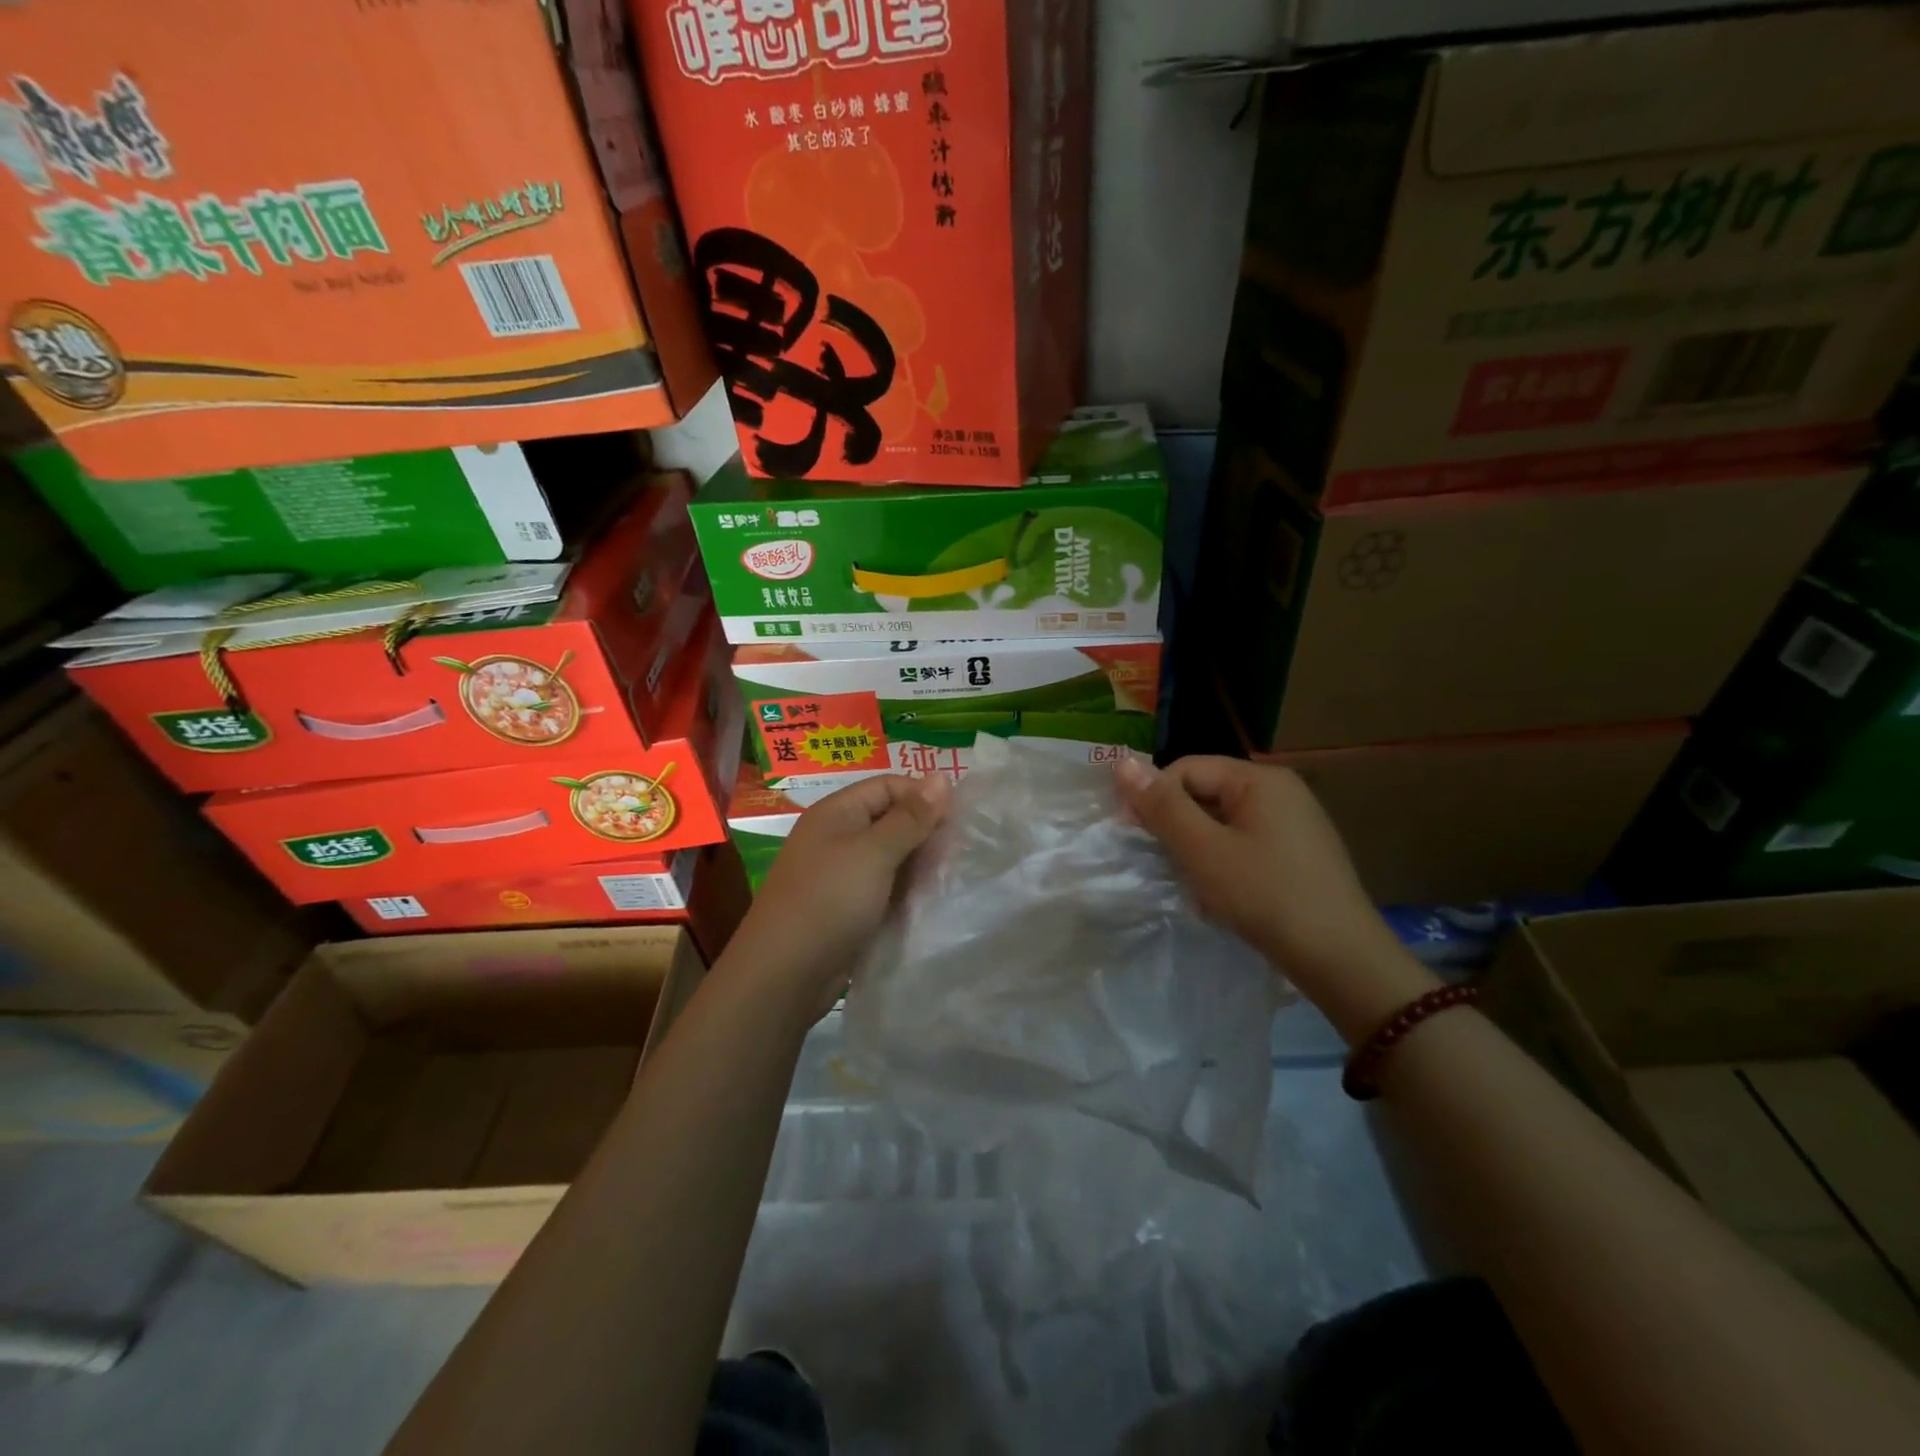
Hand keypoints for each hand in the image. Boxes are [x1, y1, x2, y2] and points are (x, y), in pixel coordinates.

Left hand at [732, 773, 949, 1010]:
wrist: (783, 976)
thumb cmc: (828, 902)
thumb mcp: (873, 854)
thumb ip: (910, 818)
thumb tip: (942, 777)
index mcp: (837, 813)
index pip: (889, 786)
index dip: (924, 797)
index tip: (959, 821)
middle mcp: (838, 837)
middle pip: (891, 819)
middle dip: (924, 833)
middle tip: (957, 856)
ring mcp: (841, 874)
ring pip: (891, 856)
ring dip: (918, 865)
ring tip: (948, 879)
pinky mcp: (847, 907)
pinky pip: (884, 887)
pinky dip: (906, 891)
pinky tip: (929, 902)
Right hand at [1115, 754, 1434, 1039]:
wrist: (1342, 960)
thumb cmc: (1265, 896)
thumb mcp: (1203, 850)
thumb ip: (1162, 805)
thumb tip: (1121, 761)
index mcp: (1260, 779)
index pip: (1187, 769)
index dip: (1154, 797)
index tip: (1134, 836)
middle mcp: (1281, 791)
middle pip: (1206, 793)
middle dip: (1178, 825)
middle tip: (1163, 864)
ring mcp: (1295, 823)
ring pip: (1224, 822)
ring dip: (1198, 848)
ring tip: (1192, 884)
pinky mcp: (1300, 854)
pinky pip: (1246, 843)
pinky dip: (1224, 862)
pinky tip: (1222, 894)